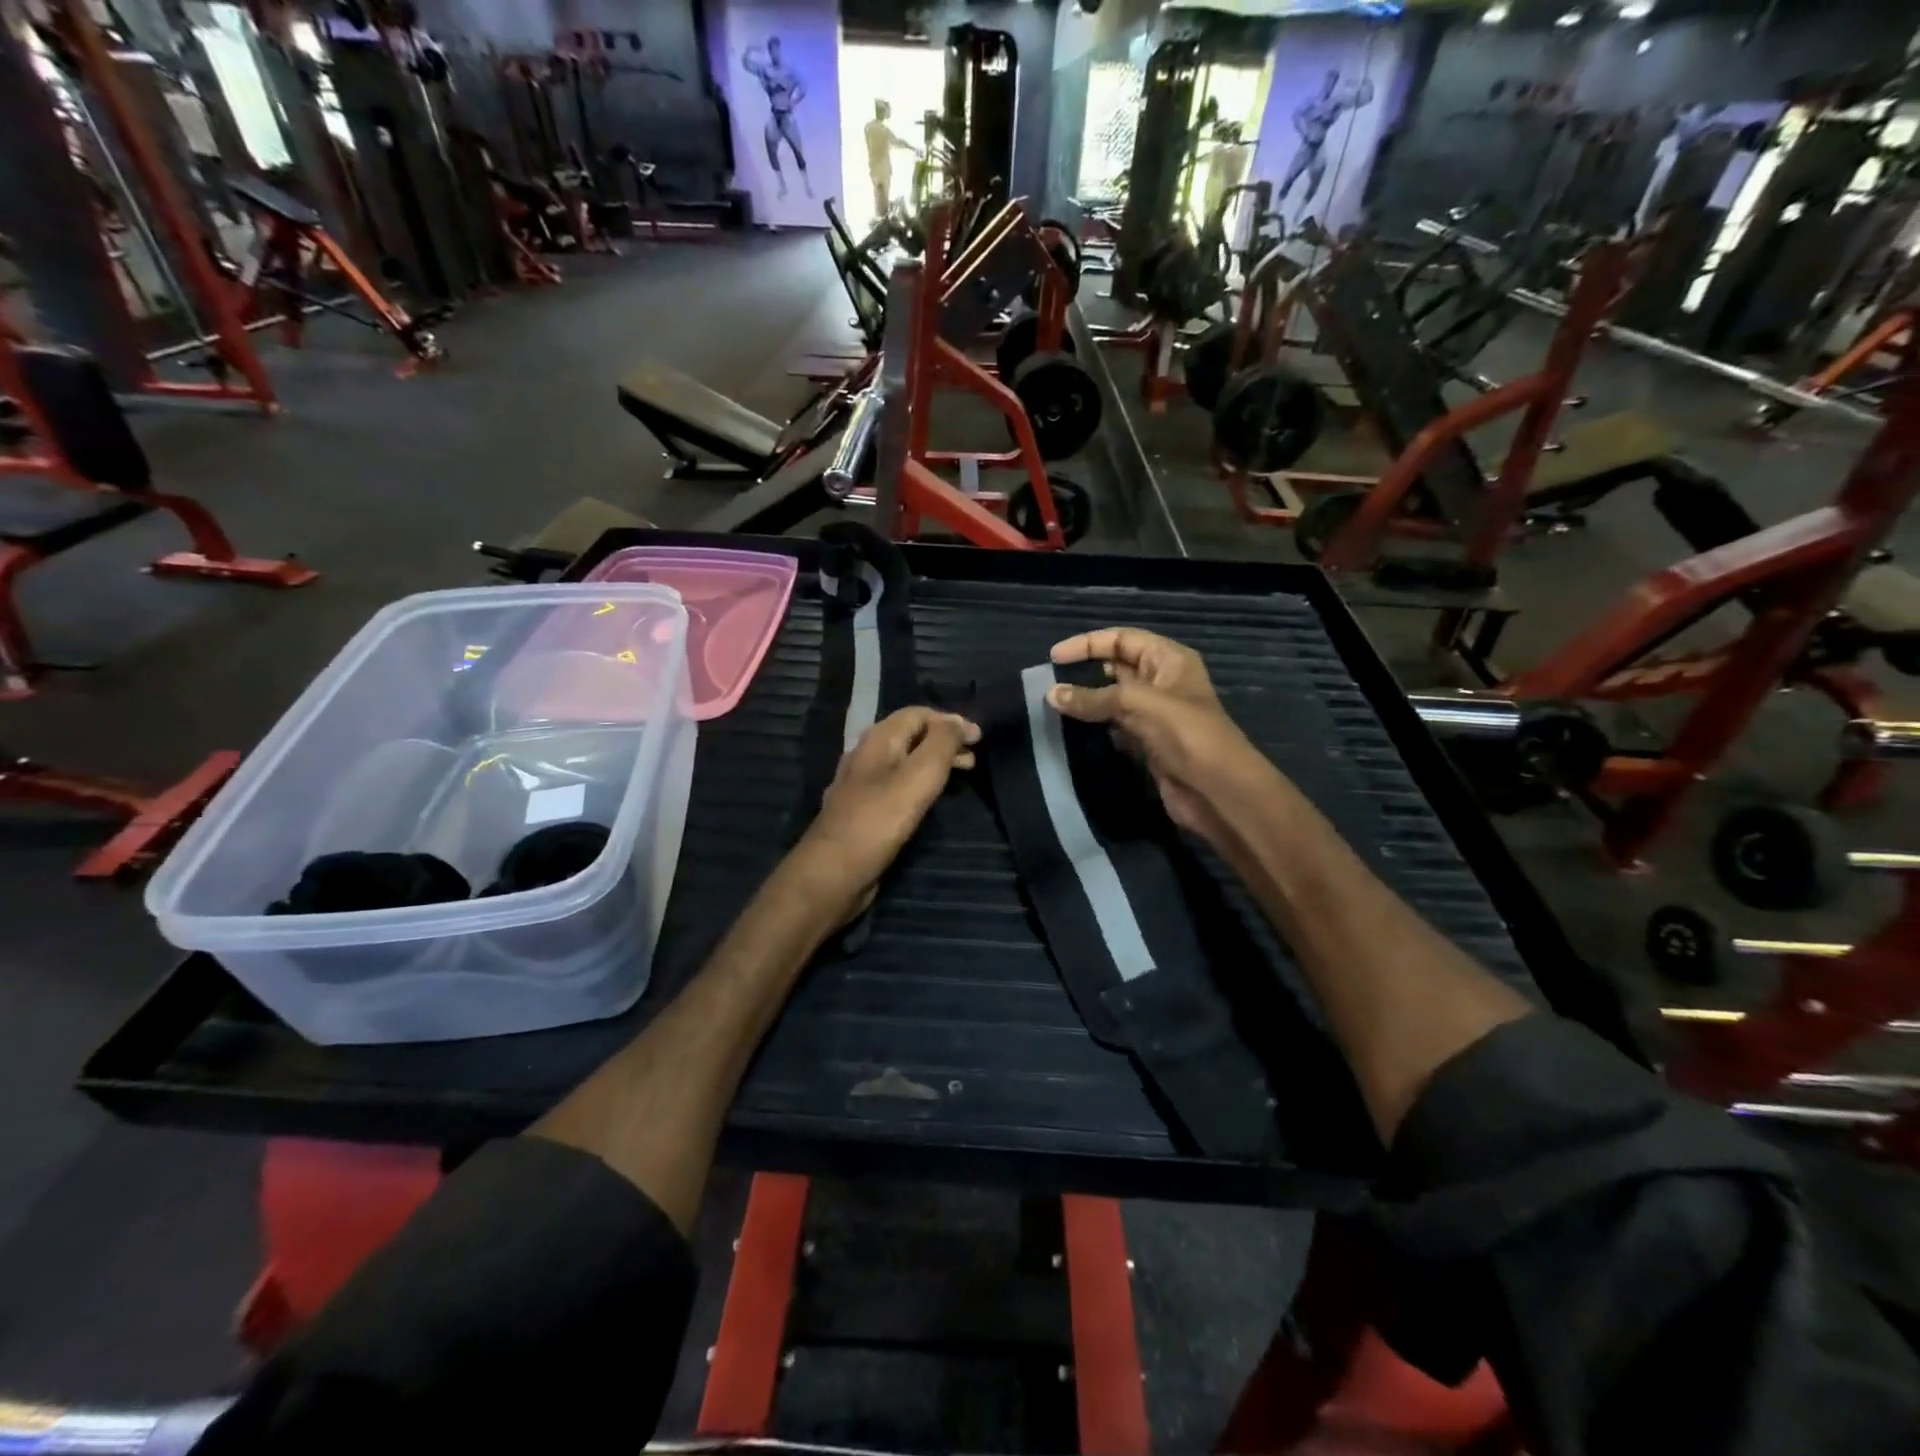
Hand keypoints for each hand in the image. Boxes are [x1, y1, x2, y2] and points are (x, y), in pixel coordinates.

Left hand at [794, 707, 978, 922]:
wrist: (834, 872)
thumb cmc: (879, 820)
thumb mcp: (919, 776)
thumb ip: (941, 744)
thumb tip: (957, 720)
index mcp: (878, 739)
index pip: (918, 714)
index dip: (950, 721)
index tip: (979, 738)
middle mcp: (866, 755)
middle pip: (911, 736)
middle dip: (945, 742)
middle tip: (974, 759)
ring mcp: (861, 784)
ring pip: (904, 761)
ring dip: (934, 763)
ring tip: (961, 777)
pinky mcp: (863, 810)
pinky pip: (897, 785)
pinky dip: (920, 783)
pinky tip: (931, 800)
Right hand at [1047, 628, 1273, 844]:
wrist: (1217, 791)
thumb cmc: (1185, 735)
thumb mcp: (1138, 705)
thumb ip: (1094, 698)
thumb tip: (1051, 694)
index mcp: (1169, 660)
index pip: (1122, 639)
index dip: (1088, 644)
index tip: (1053, 658)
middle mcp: (1162, 682)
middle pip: (1116, 667)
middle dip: (1084, 671)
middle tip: (1049, 683)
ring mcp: (1155, 714)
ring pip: (1113, 699)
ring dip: (1087, 701)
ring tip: (1053, 705)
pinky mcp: (1148, 742)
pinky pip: (1115, 726)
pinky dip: (1095, 726)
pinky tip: (1072, 731)